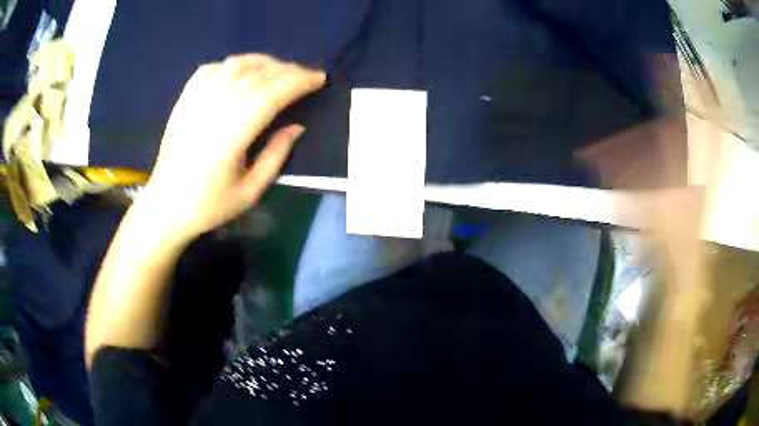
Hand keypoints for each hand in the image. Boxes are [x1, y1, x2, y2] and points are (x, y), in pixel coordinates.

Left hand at [140, 54, 325, 238]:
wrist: (165, 205)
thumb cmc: (208, 205)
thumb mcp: (250, 192)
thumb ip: (276, 156)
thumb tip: (297, 126)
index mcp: (228, 140)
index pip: (269, 96)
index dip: (297, 82)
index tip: (318, 79)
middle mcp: (211, 114)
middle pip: (255, 76)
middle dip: (287, 70)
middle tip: (306, 74)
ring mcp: (194, 103)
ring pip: (234, 66)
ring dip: (262, 62)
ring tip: (279, 69)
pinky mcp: (184, 101)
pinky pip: (211, 69)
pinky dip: (233, 64)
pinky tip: (243, 71)